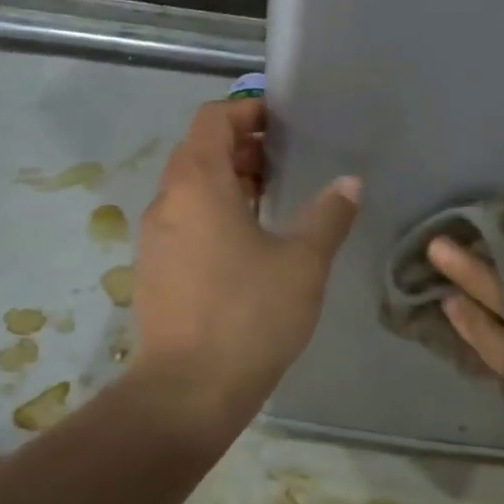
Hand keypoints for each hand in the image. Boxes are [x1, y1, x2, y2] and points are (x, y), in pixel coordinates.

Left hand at [131, 99, 359, 425]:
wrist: (188, 391)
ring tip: (274, 197)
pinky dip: (215, 213)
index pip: (212, 120)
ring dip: (229, 182)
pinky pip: (185, 221)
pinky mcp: (155, 270)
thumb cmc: (250, 314)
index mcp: (197, 184)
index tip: (283, 123)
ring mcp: (155, 238)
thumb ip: (329, 214)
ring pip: (190, 189)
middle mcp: (167, 202)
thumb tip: (349, 183)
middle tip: (287, 161)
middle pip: (199, 151)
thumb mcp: (303, 261)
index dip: (247, 111)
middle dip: (242, 147)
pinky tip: (250, 242)